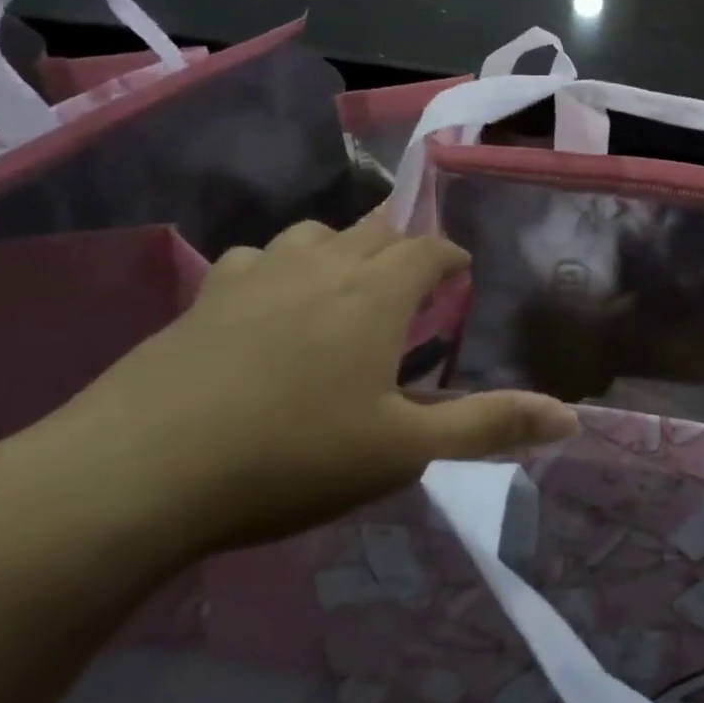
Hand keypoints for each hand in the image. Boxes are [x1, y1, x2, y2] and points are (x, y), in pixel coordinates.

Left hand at [42, 212, 578, 553]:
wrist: (133, 474)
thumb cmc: (291, 456)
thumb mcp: (404, 450)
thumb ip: (489, 426)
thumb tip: (570, 416)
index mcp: (374, 293)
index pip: (427, 248)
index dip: (451, 254)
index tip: (462, 274)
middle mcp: (318, 266)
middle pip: (373, 229)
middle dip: (403, 244)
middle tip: (416, 279)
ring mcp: (253, 278)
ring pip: (310, 234)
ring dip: (341, 248)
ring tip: (349, 283)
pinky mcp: (200, 301)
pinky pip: (253, 260)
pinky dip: (278, 268)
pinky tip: (270, 304)